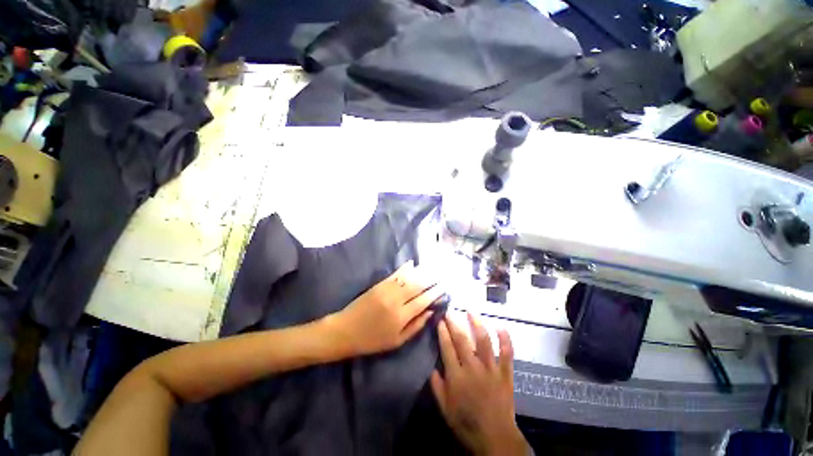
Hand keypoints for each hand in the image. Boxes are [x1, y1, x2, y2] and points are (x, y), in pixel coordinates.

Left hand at [329, 261, 444, 355]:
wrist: (345, 331)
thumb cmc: (372, 340)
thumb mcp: (396, 341)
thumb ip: (415, 326)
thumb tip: (430, 312)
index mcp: (401, 317)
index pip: (423, 301)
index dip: (435, 293)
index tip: (444, 287)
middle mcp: (396, 300)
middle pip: (418, 286)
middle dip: (431, 279)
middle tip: (441, 274)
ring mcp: (386, 290)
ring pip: (408, 277)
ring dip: (421, 271)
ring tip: (432, 268)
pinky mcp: (378, 284)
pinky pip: (395, 274)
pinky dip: (404, 268)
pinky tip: (412, 263)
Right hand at [431, 314, 528, 455]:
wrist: (496, 438)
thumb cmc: (467, 423)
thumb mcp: (445, 409)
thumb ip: (437, 387)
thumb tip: (433, 368)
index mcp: (457, 377)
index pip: (447, 348)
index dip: (443, 332)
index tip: (440, 321)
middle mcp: (473, 368)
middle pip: (462, 340)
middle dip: (454, 323)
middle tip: (450, 311)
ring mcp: (491, 369)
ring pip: (484, 341)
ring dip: (477, 324)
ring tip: (471, 312)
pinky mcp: (505, 373)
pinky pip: (507, 353)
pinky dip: (505, 339)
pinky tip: (500, 326)